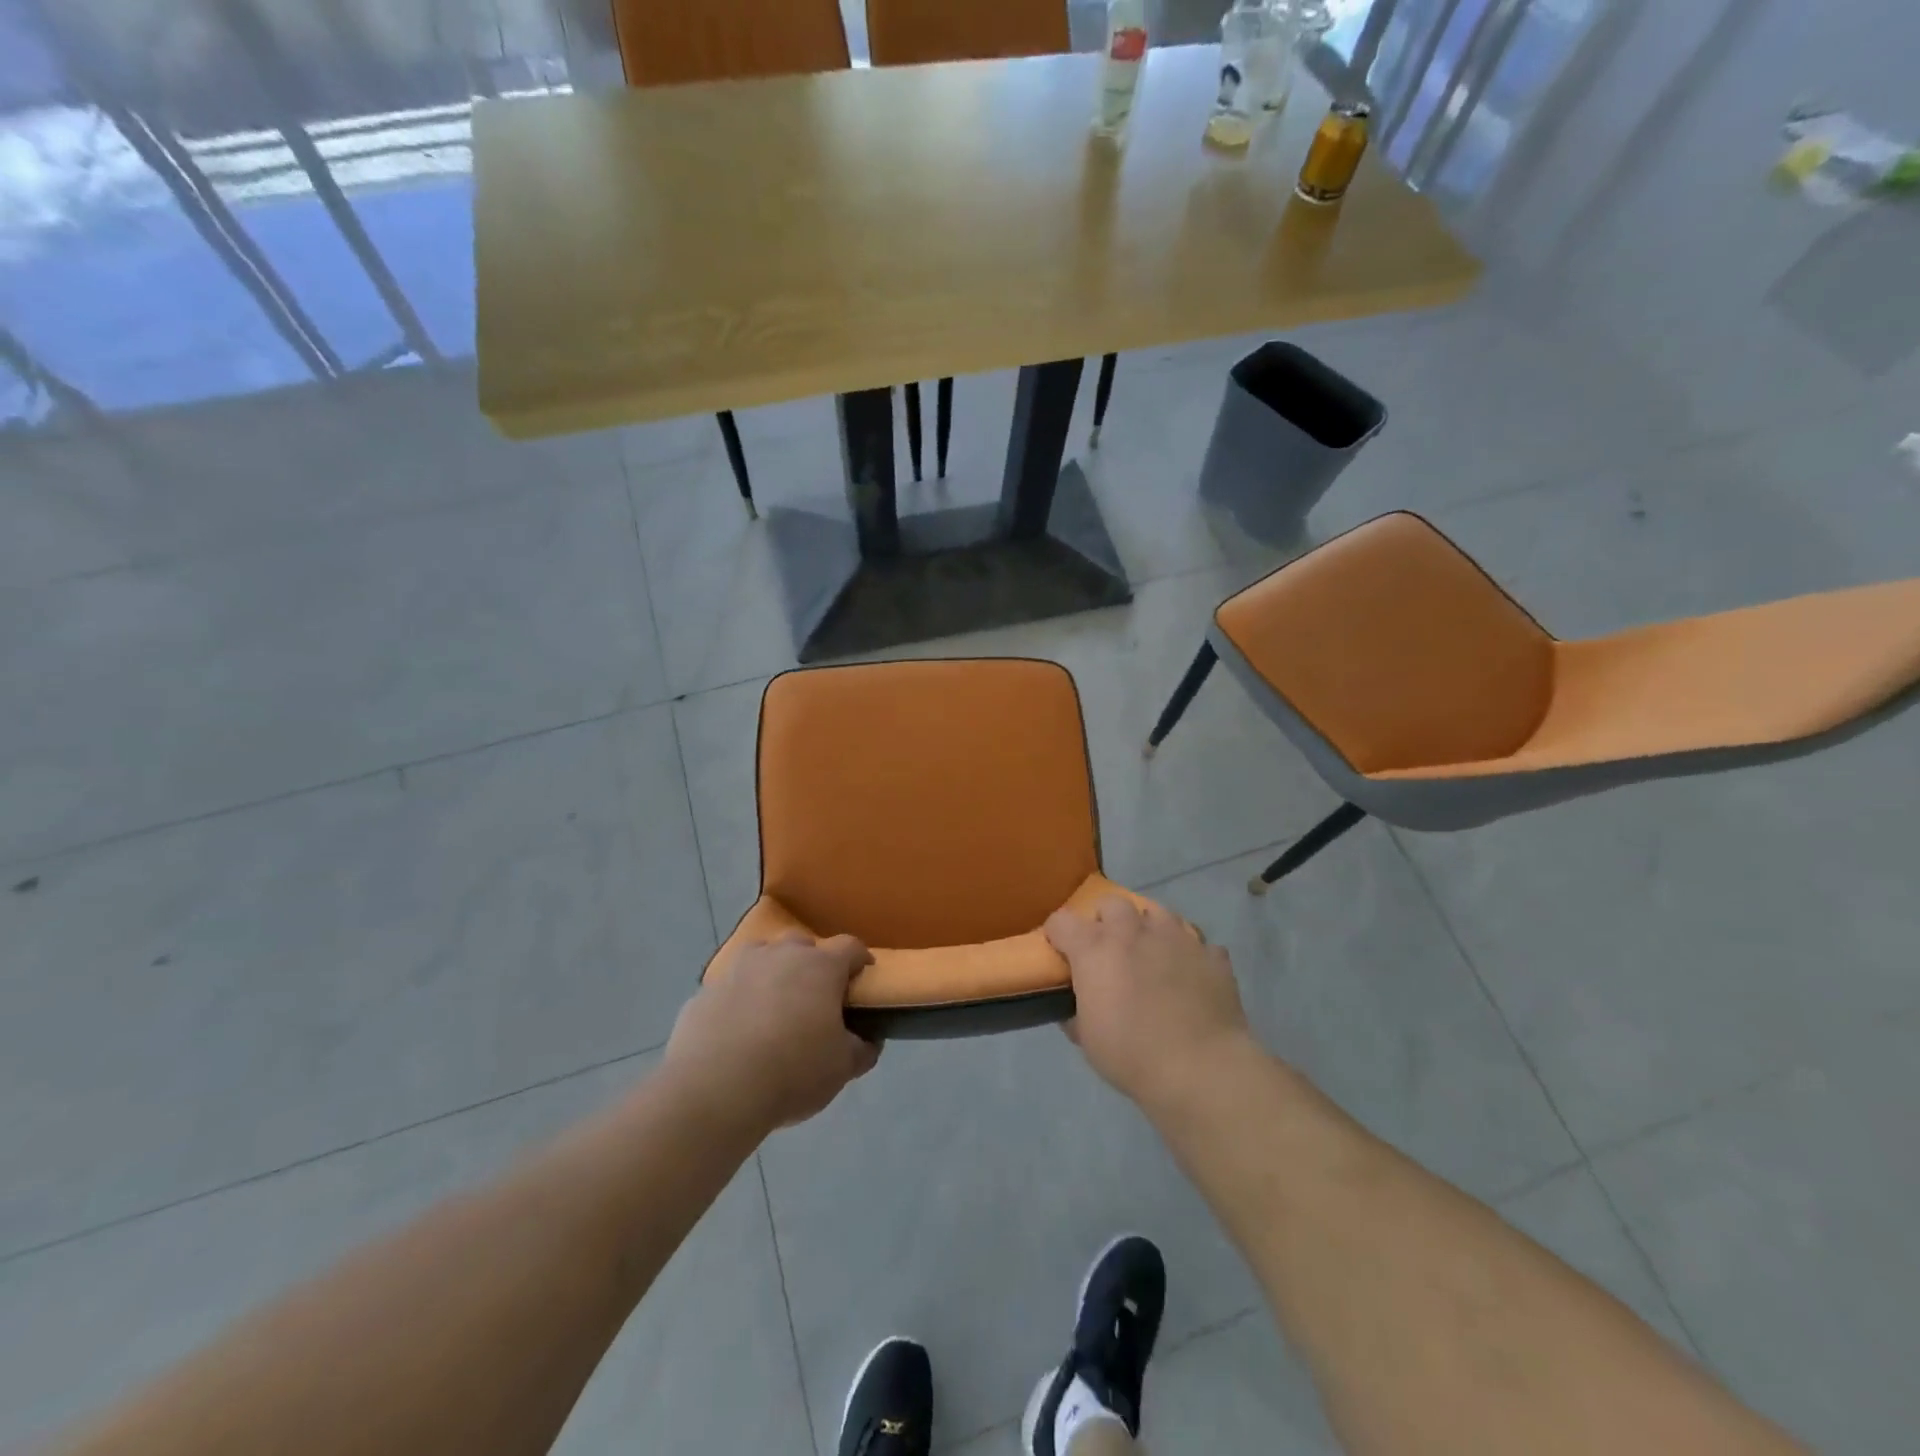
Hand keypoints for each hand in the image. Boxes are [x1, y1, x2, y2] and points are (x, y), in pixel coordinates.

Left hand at [665, 933, 880, 1133]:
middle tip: (814, 998)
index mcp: (821, 967)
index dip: (860, 960)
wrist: (714, 1089)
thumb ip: (861, 1049)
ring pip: (762, 957)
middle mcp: (780, 955)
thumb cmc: (792, 1071)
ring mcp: (739, 968)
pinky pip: (731, 986)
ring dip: (772, 973)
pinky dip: (739, 998)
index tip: (862, 979)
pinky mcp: (705, 990)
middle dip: (812, 964)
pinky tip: (737, 1030)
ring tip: (773, 1007)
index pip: (850, 947)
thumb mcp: (841, 1068)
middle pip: (803, 944)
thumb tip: (868, 1040)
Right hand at [1045, 895, 1252, 1109]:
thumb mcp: (1087, 1039)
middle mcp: (1133, 931)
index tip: (1062, 953)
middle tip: (1110, 951)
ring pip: (1157, 913)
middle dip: (1106, 921)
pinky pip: (1196, 943)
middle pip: (1112, 903)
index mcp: (1095, 948)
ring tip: (1152, 956)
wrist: (1201, 1069)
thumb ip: (1076, 1012)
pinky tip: (1189, 977)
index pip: (1062, 921)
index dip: (1058, 936)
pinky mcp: (1211, 954)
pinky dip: (1188, 955)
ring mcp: (1177, 937)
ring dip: (1148, 929)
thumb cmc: (1132, 1055)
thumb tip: (1075, 1007)